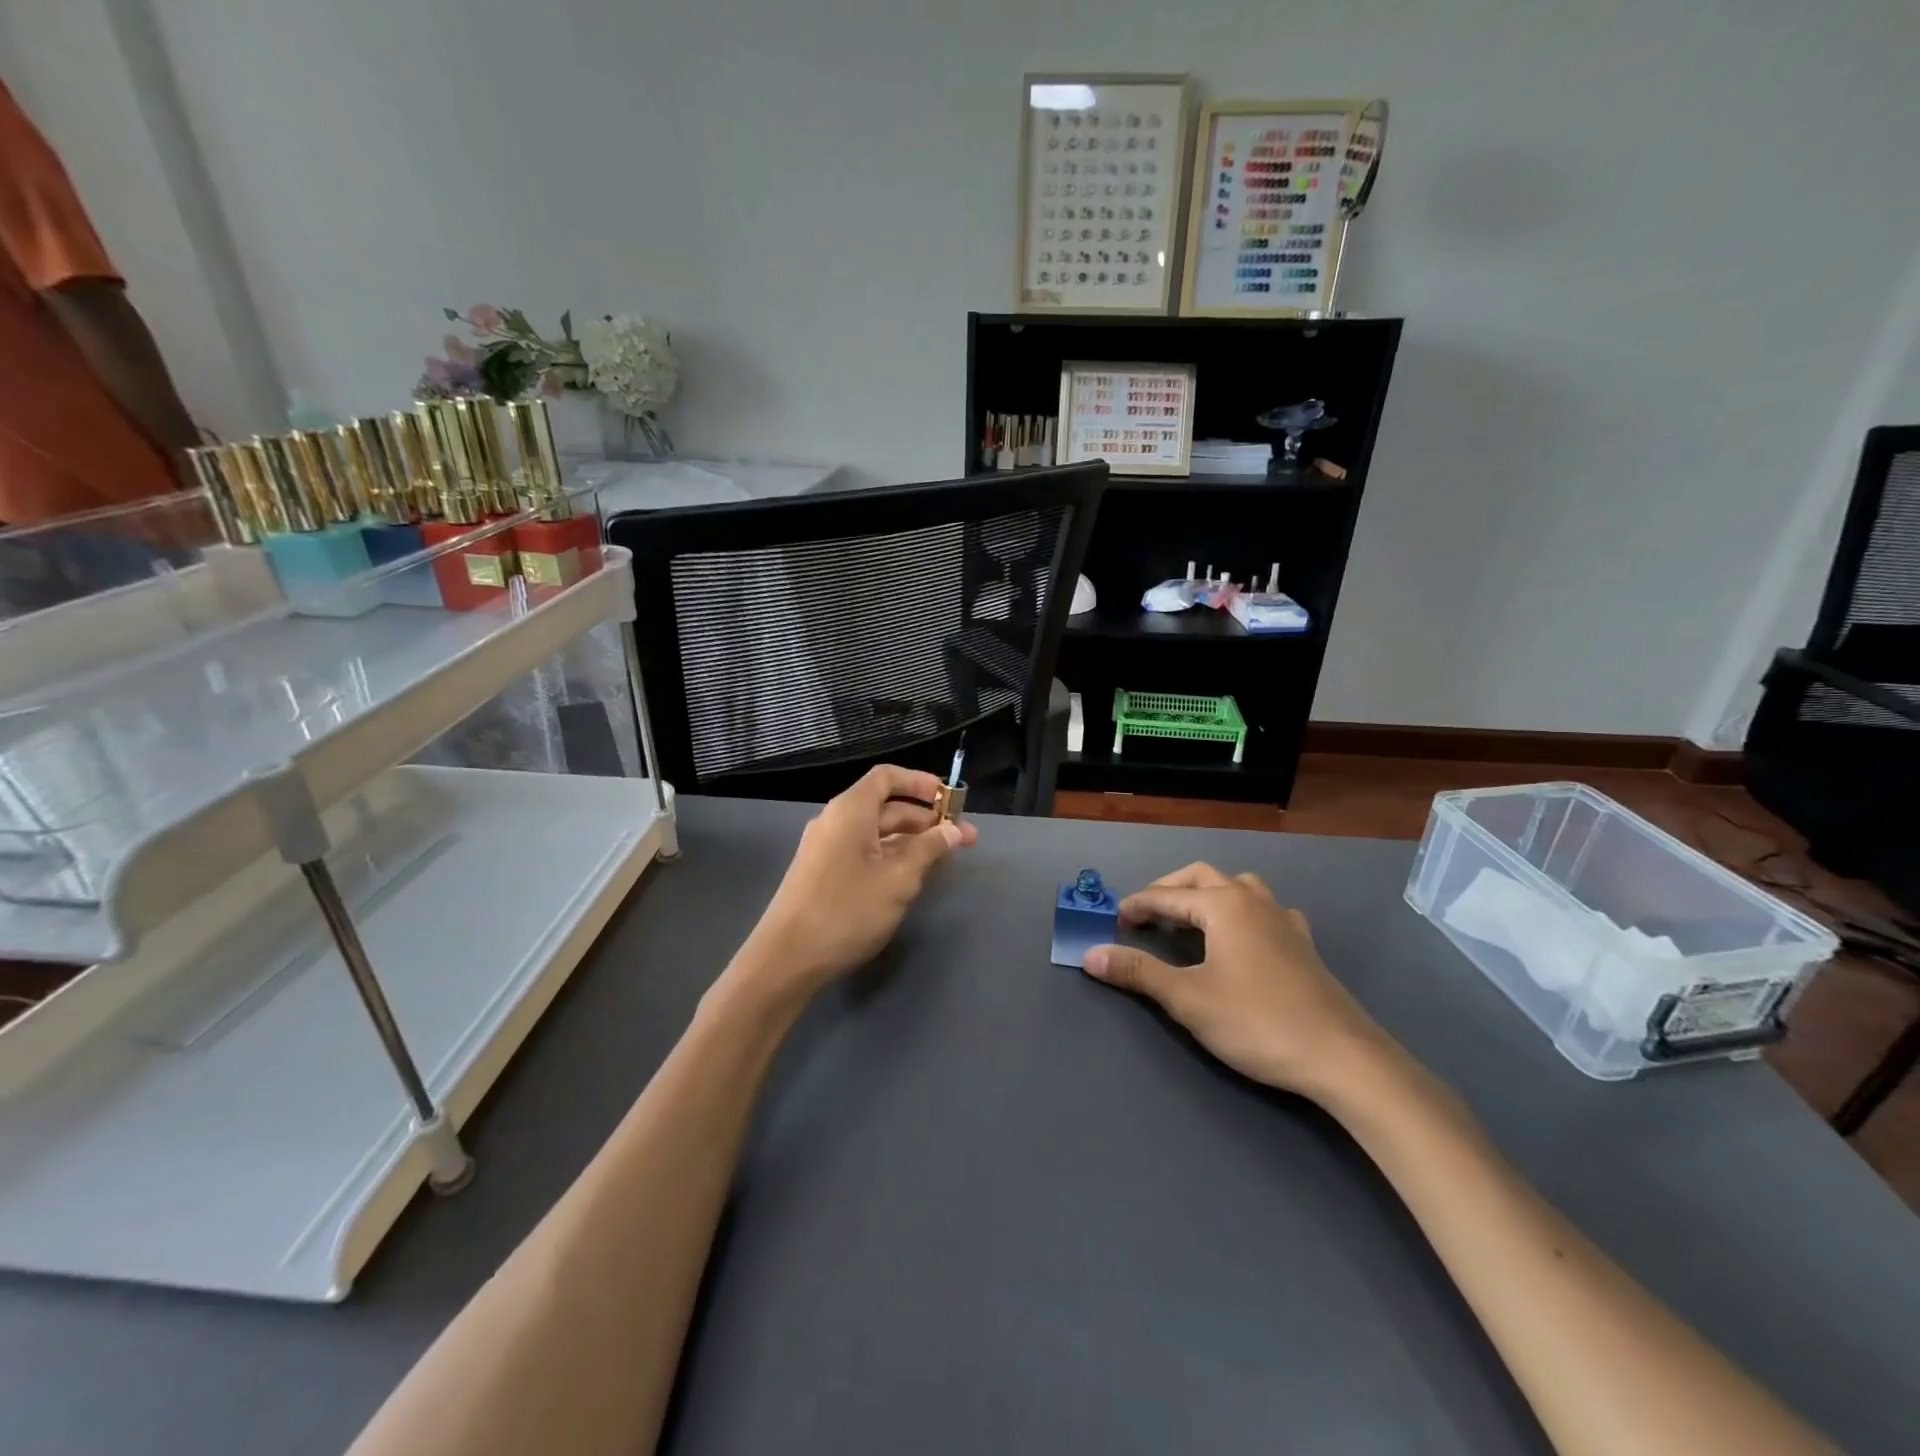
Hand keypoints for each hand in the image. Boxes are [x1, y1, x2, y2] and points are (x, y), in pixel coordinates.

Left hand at [734, 765, 976, 1001]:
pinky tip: (913, 878)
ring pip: (878, 834)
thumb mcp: (898, 879)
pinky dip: (892, 858)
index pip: (887, 777)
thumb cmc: (846, 911)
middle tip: (965, 840)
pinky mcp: (824, 875)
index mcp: (850, 810)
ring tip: (945, 860)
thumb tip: (952, 831)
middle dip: (927, 819)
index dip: (920, 782)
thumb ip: (928, 850)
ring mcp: (827, 849)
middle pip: (887, 807)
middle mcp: (836, 821)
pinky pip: (865, 853)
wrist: (786, 960)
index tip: (950, 799)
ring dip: (913, 842)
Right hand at [1082, 863, 1398, 1101]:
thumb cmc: (1257, 1022)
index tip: (1113, 920)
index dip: (1136, 905)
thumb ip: (1138, 972)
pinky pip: (1266, 910)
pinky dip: (1242, 912)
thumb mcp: (1187, 999)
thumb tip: (1091, 954)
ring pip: (1238, 887)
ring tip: (1190, 919)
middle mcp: (1253, 900)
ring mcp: (1284, 919)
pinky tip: (1243, 938)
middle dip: (1169, 889)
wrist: (1342, 1057)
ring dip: (1207, 894)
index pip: (1167, 895)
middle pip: (1202, 876)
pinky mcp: (1304, 944)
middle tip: (1145, 914)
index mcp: (1223, 905)